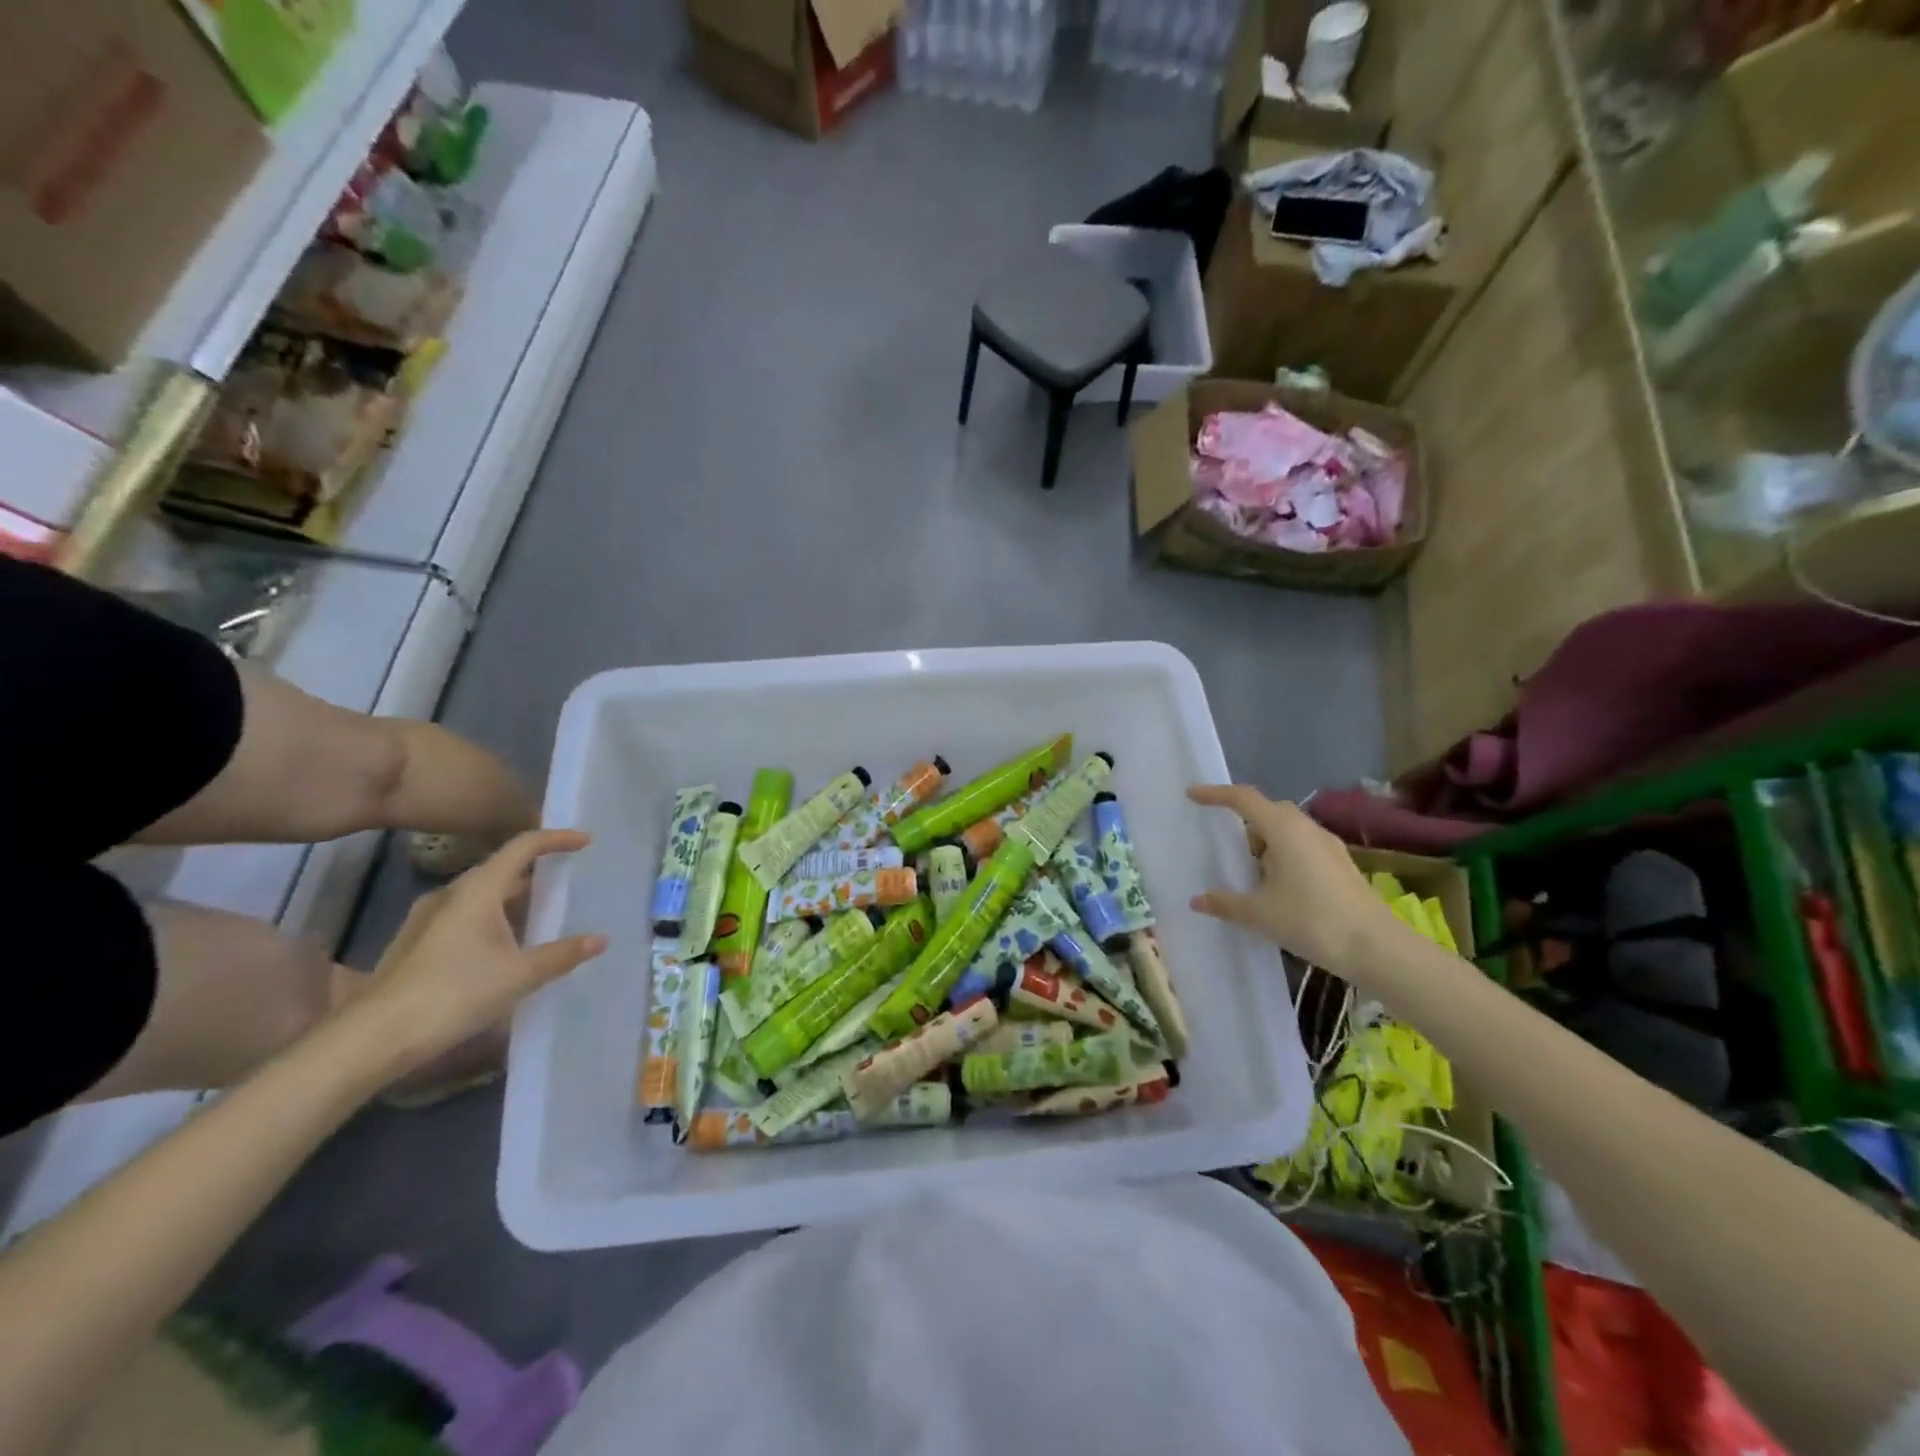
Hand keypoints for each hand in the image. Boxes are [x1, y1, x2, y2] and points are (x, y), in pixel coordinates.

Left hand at [349, 829, 606, 1079]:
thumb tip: (600, 939)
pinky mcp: (415, 943)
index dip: (556, 839)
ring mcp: (427, 919)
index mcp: (477, 890)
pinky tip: (504, 944)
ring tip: (542, 912)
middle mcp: (450, 894)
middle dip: (536, 869)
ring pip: (480, 894)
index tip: (585, 841)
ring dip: (512, 896)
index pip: (522, 846)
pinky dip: (492, 917)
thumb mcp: (519, 976)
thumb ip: (562, 954)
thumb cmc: (453, 994)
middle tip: (567, 879)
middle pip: (500, 867)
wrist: (373, 1039)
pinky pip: (464, 915)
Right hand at [1186, 784, 1388, 972]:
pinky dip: (1282, 855)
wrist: (1378, 948)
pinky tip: (1276, 885)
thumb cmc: (1312, 921)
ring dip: (1264, 841)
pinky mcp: (1340, 865)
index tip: (1192, 795)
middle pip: (1267, 811)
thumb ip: (1226, 903)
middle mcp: (1306, 828)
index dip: (1215, 794)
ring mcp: (1328, 846)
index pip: (1243, 799)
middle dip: (1243, 821)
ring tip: (1247, 870)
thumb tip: (1197, 900)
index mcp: (1283, 829)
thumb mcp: (1260, 914)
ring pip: (1287, 830)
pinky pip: (1302, 846)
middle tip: (1222, 842)